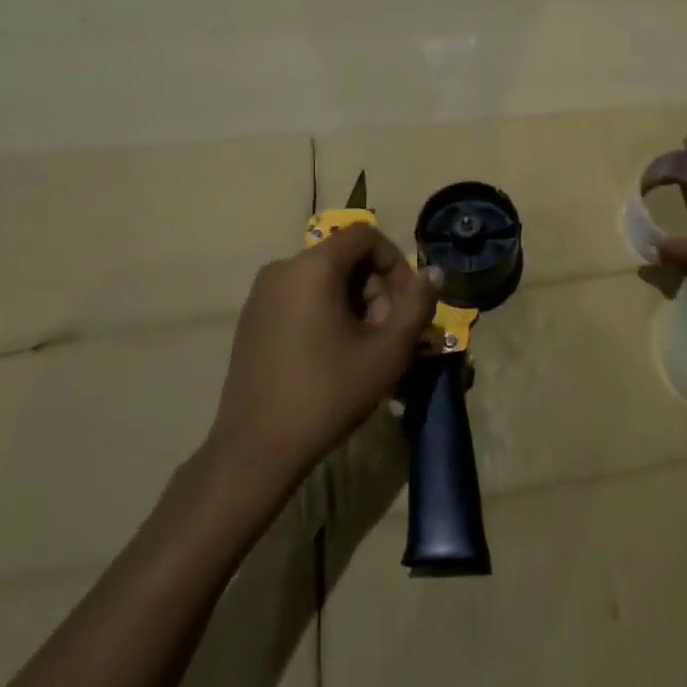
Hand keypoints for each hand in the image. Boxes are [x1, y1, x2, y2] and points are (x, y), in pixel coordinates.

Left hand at [210, 224, 440, 484]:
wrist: (255, 451)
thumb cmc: (327, 394)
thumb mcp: (387, 352)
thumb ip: (417, 305)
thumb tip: (435, 273)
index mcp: (313, 267)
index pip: (366, 236)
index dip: (396, 263)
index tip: (406, 305)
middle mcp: (282, 268)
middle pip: (345, 257)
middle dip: (376, 288)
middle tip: (388, 333)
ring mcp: (261, 294)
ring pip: (324, 279)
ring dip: (354, 303)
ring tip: (364, 348)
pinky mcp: (252, 318)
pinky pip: (301, 296)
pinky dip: (326, 312)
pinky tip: (333, 354)